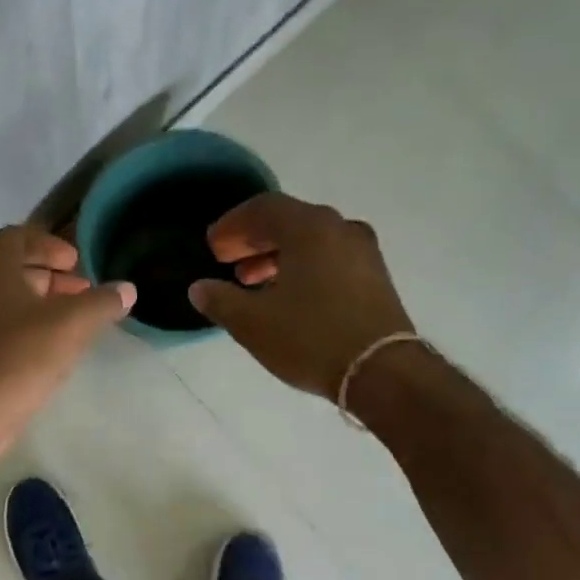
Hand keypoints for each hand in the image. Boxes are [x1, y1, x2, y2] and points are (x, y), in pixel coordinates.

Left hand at [0, 225, 134, 463]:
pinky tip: (51, 348)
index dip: (50, 245)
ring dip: (39, 303)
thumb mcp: (71, 325)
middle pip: (12, 269)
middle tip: (82, 291)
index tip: (76, 262)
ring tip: (73, 320)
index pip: (18, 237)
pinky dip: (25, 326)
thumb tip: (127, 289)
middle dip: (50, 276)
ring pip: (6, 300)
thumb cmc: (20, 355)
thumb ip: (101, 303)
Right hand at [188, 194, 415, 403]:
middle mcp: (339, 228)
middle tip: (226, 261)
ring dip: (276, 256)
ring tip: (250, 281)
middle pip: (289, 221)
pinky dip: (301, 267)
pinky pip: (328, 258)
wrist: (380, 370)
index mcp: (309, 228)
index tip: (212, 246)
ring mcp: (362, 251)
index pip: (263, 208)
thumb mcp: (251, 323)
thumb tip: (199, 288)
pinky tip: (286, 296)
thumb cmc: (309, 338)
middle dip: (253, 239)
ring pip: (310, 241)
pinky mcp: (373, 276)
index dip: (232, 225)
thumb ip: (220, 300)